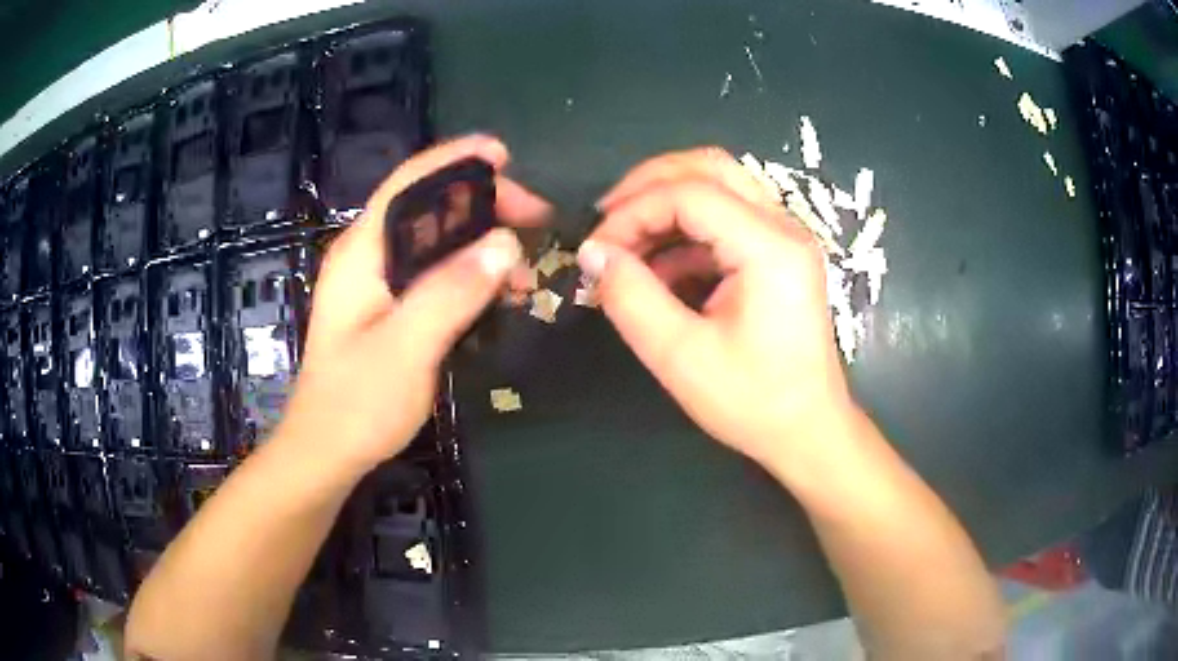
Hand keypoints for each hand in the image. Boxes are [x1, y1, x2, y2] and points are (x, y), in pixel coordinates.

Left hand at [278, 135, 548, 475]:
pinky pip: (436, 274)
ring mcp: (378, 284)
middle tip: (535, 220)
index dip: (455, 160)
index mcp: (362, 252)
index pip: (409, 184)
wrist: (328, 452)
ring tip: (525, 268)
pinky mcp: (390, 309)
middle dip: (483, 204)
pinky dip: (471, 273)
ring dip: (482, 243)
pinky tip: (499, 293)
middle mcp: (367, 257)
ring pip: (436, 242)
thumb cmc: (357, 402)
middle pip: (427, 208)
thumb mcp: (408, 346)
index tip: (504, 155)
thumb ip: (453, 291)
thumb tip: (506, 244)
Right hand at [579, 148, 852, 468]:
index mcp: (770, 247)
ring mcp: (785, 238)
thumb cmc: (753, 402)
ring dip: (666, 205)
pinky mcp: (778, 255)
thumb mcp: (680, 356)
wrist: (808, 431)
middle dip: (649, 184)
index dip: (633, 210)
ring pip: (718, 186)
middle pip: (710, 168)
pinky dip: (685, 233)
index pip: (691, 193)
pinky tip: (658, 271)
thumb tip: (592, 252)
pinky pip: (726, 219)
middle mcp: (784, 228)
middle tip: (607, 219)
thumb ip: (631, 297)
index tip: (596, 249)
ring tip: (626, 247)